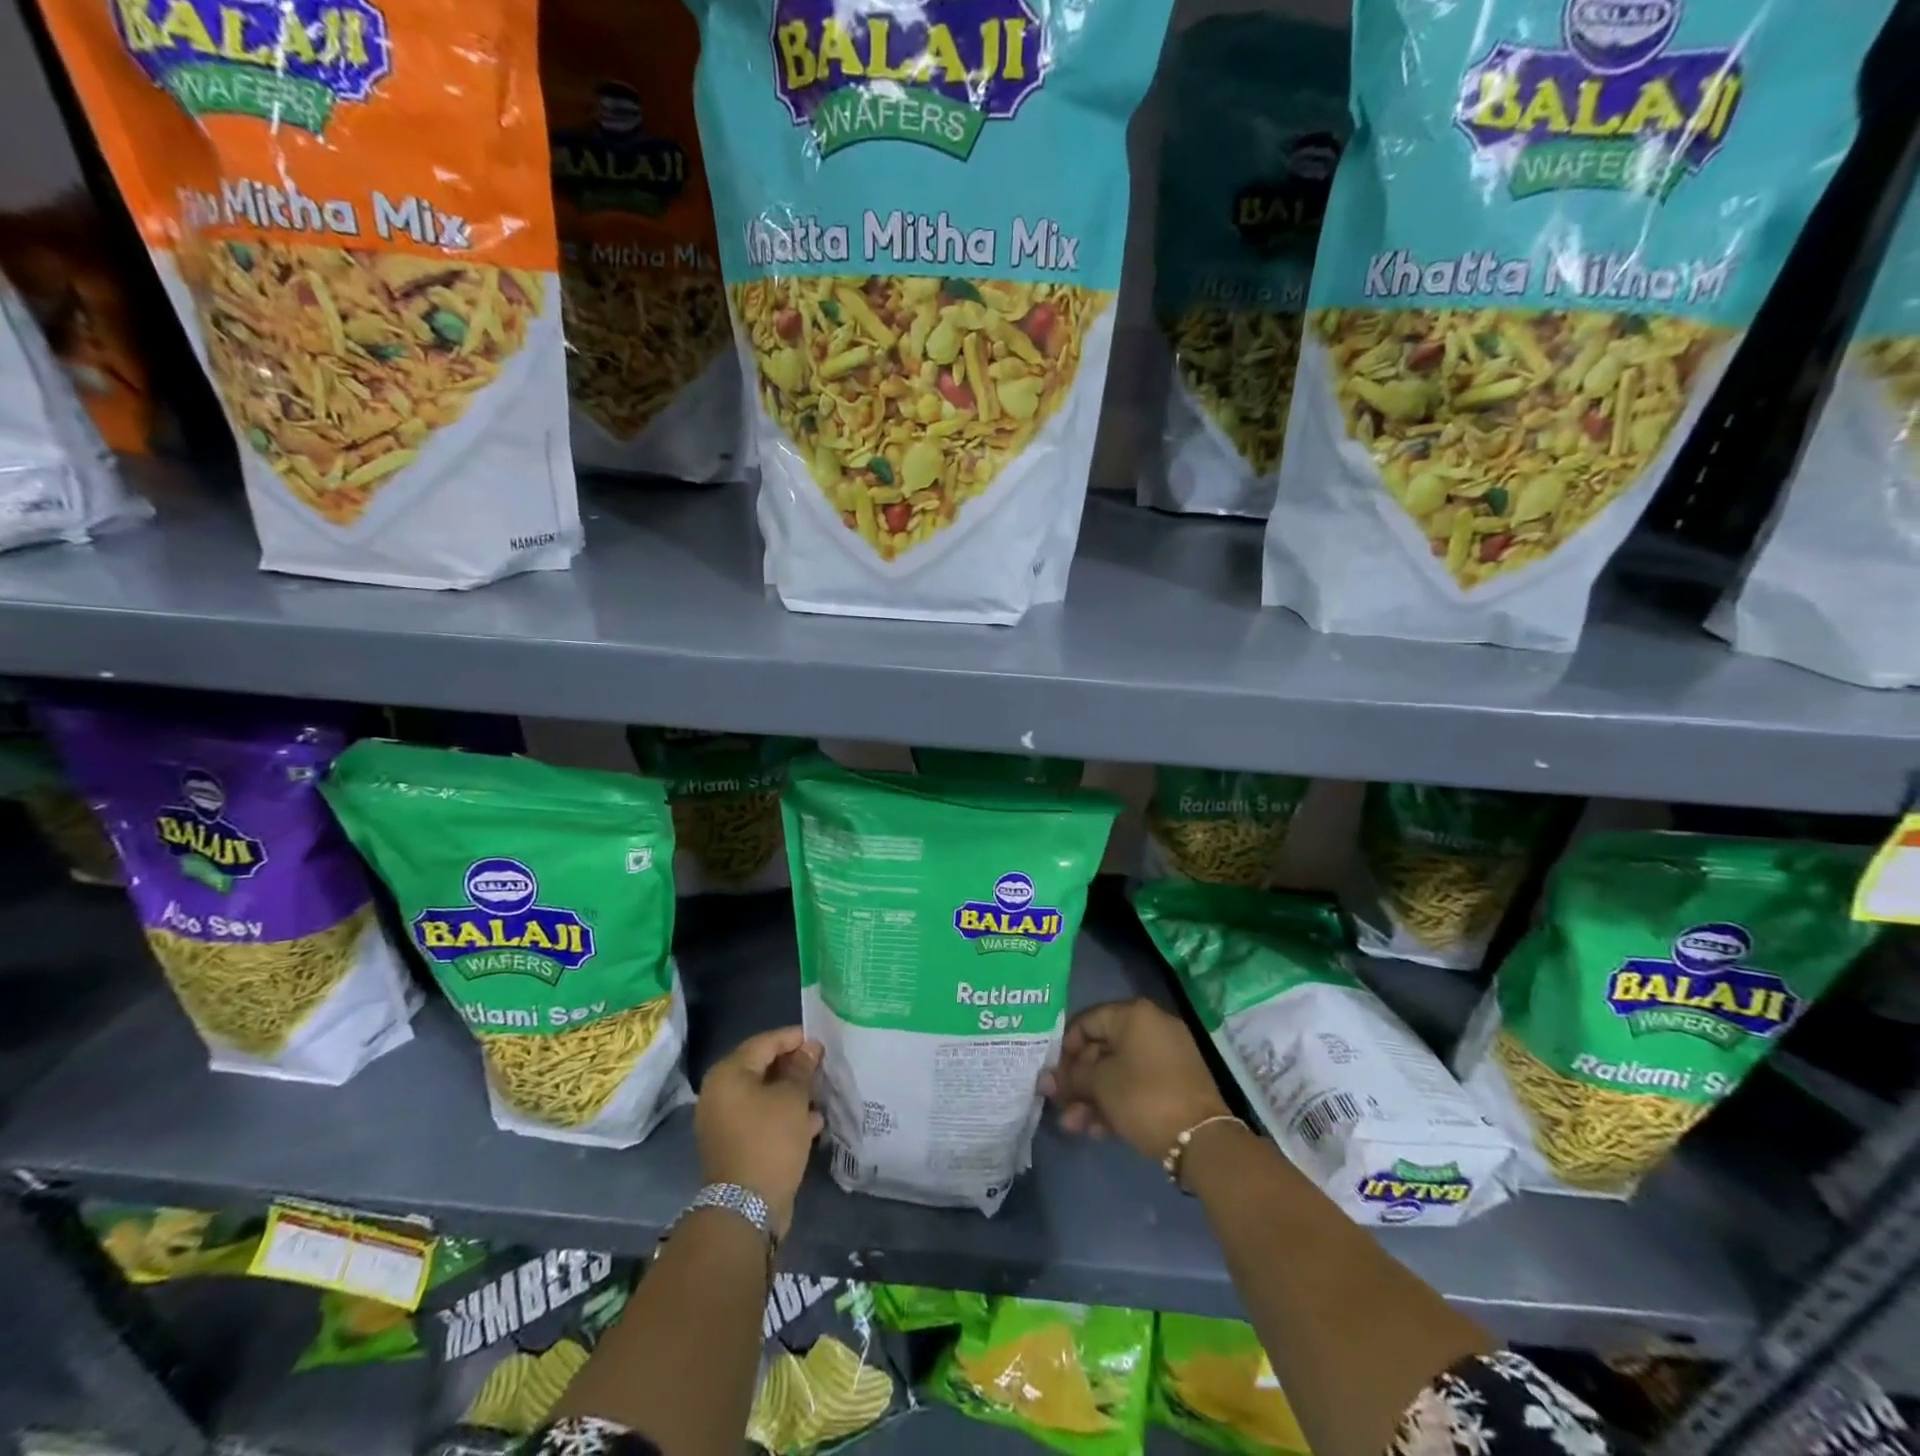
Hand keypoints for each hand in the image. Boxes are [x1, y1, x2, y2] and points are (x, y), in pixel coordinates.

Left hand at [696, 1026, 823, 1238]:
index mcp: (728, 1074)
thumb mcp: (793, 1099)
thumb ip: (802, 1068)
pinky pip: (761, 1118)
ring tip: (821, 1091)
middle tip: (822, 1065)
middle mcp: (719, 1093)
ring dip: (792, 1092)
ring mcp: (724, 1121)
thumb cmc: (769, 1141)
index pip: (764, 1043)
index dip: (794, 1038)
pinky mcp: (734, 1144)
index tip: (820, 1040)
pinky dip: (783, 1115)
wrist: (746, 1209)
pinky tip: (812, 1121)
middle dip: (794, 1066)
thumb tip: (810, 1047)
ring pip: (764, 1095)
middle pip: (762, 1067)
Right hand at [1040, 998, 1229, 1160]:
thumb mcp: (1100, 1084)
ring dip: (1092, 1097)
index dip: (1064, 1048)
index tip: (1052, 1074)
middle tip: (1058, 1103)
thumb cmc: (1143, 1097)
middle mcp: (1152, 1027)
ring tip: (1073, 1126)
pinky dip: (1116, 1103)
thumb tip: (1048, 1080)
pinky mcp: (1175, 1084)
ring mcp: (1166, 1056)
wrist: (1202, 1140)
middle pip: (1102, 1048)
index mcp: (1134, 1015)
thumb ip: (1072, 1078)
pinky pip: (1136, 1085)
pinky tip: (1096, 1131)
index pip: (1087, 1021)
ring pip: (1118, 1071)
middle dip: (1077, 1080)